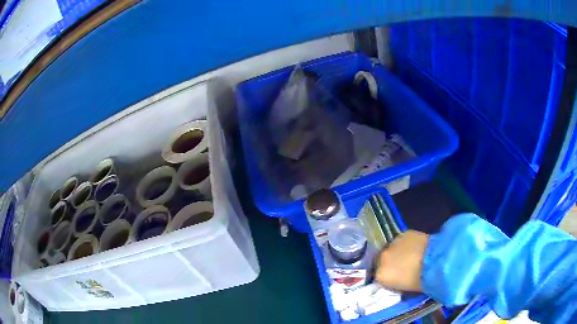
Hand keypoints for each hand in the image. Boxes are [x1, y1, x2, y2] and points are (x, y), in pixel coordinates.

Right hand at [375, 230, 428, 291]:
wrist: (436, 261)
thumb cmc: (421, 281)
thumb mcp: (403, 288)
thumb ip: (394, 281)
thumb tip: (396, 277)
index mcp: (381, 275)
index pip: (379, 276)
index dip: (388, 276)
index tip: (395, 278)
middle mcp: (383, 258)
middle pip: (382, 260)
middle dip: (390, 263)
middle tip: (402, 267)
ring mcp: (393, 244)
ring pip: (392, 249)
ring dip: (398, 252)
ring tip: (410, 256)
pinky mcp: (404, 233)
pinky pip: (402, 240)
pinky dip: (407, 244)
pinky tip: (416, 247)